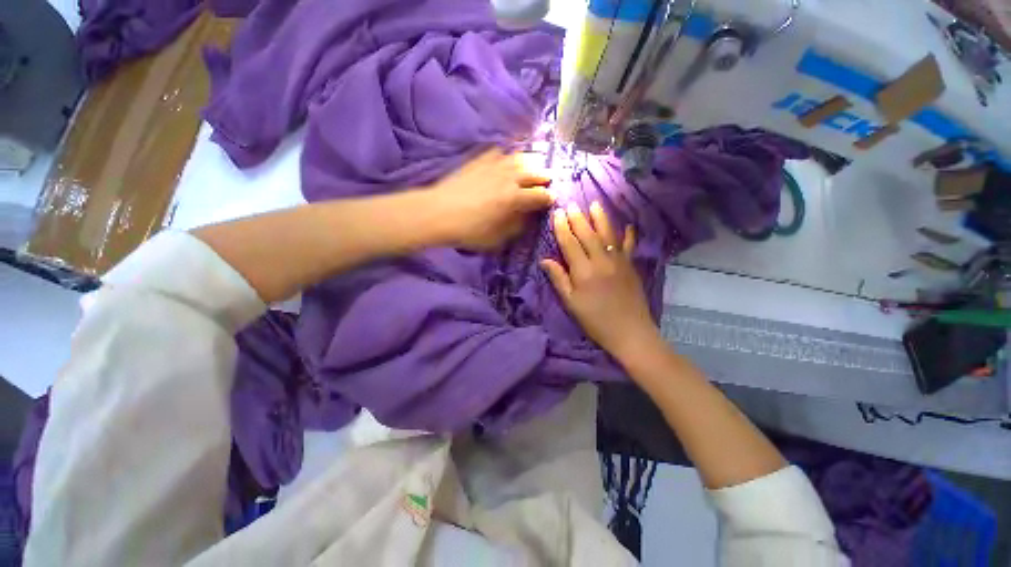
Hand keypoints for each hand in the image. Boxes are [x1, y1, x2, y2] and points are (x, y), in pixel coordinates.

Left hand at [427, 148, 552, 249]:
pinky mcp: (480, 160)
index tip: (553, 199)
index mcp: (515, 199)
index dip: (549, 198)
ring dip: (532, 161)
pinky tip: (508, 158)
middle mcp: (509, 178)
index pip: (540, 195)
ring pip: (520, 157)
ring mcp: (494, 165)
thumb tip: (528, 217)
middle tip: (549, 179)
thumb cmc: (469, 231)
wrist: (438, 213)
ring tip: (535, 165)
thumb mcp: (497, 238)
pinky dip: (507, 155)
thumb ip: (516, 226)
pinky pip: (499, 151)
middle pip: (535, 172)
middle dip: (545, 176)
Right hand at [541, 202, 660, 360]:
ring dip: (601, 218)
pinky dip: (628, 234)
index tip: (557, 213)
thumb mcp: (571, 302)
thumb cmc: (594, 320)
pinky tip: (628, 225)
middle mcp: (601, 261)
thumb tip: (545, 260)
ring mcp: (619, 261)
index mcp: (583, 271)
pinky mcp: (631, 266)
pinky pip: (629, 246)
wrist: (629, 332)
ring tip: (595, 204)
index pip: (570, 243)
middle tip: (571, 204)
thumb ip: (559, 279)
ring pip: (608, 234)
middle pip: (588, 234)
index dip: (562, 227)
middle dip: (578, 218)